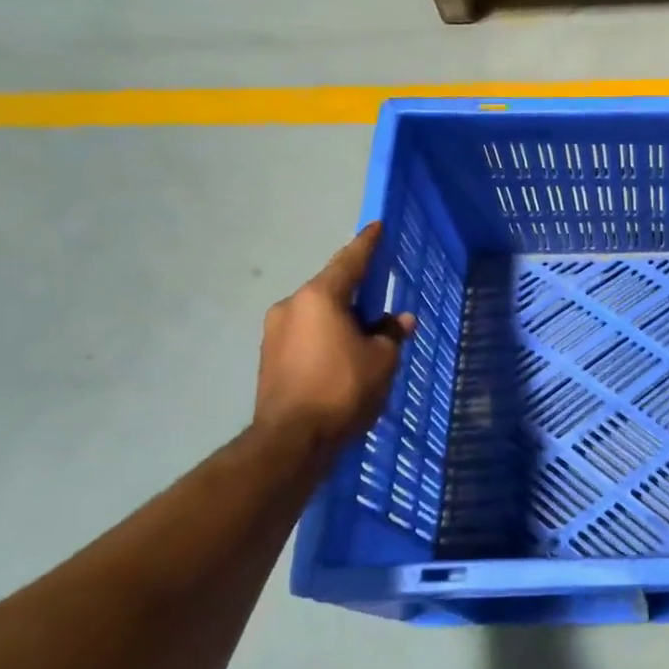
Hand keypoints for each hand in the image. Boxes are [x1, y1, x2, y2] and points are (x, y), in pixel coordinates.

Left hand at [255, 223, 414, 447]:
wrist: (292, 441)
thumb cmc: (343, 389)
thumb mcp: (382, 359)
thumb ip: (391, 333)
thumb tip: (399, 320)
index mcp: (319, 298)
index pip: (350, 261)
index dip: (367, 244)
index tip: (376, 226)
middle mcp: (291, 307)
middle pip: (331, 289)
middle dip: (357, 293)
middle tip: (381, 301)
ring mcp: (274, 333)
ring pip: (317, 315)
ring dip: (341, 320)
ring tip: (365, 338)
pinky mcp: (269, 358)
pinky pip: (306, 336)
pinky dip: (326, 339)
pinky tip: (344, 358)